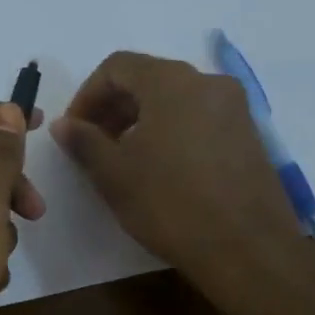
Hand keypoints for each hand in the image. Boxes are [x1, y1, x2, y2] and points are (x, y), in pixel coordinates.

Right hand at [52, 51, 314, 314]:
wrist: (247, 249)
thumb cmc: (171, 204)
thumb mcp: (114, 174)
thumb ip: (84, 141)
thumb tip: (64, 124)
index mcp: (173, 81)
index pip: (118, 66)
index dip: (87, 94)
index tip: (74, 130)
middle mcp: (209, 83)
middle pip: (149, 78)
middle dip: (114, 107)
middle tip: (94, 144)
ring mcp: (236, 109)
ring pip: (176, 99)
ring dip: (142, 119)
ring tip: (125, 159)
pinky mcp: (250, 136)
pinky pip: (200, 119)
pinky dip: (173, 131)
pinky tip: (162, 169)